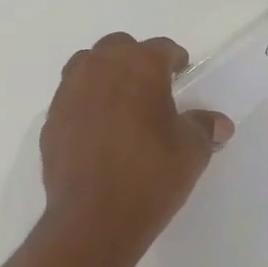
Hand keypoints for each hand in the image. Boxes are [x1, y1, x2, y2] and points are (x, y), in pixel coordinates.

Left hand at [39, 33, 233, 256]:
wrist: (93, 218)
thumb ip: (203, 128)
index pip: (161, 48)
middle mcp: (100, 69)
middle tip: (151, 88)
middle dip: (136, 61)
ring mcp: (69, 93)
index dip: (175, 60)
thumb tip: (217, 124)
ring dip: (104, 76)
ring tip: (120, 104)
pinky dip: (85, 104)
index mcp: (139, 66)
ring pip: (87, 66)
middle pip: (119, 47)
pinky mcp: (50, 121)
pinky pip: (71, 99)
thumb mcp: (191, 152)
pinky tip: (97, 131)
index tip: (182, 73)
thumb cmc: (150, 176)